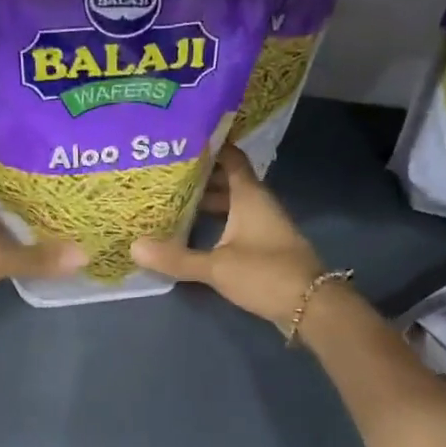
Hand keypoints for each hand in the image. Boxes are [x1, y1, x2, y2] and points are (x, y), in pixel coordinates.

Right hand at [131, 146, 328, 327]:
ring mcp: (264, 225)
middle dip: (200, 177)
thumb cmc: (265, 273)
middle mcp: (258, 204)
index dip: (209, 146)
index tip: (180, 140)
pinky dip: (217, 223)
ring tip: (173, 202)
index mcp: (250, 195)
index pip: (230, 157)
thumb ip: (176, 258)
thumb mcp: (216, 266)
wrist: (311, 306)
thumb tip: (134, 246)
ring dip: (208, 202)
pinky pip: (237, 224)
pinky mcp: (265, 246)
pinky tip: (195, 233)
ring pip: (232, 204)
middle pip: (228, 181)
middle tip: (165, 174)